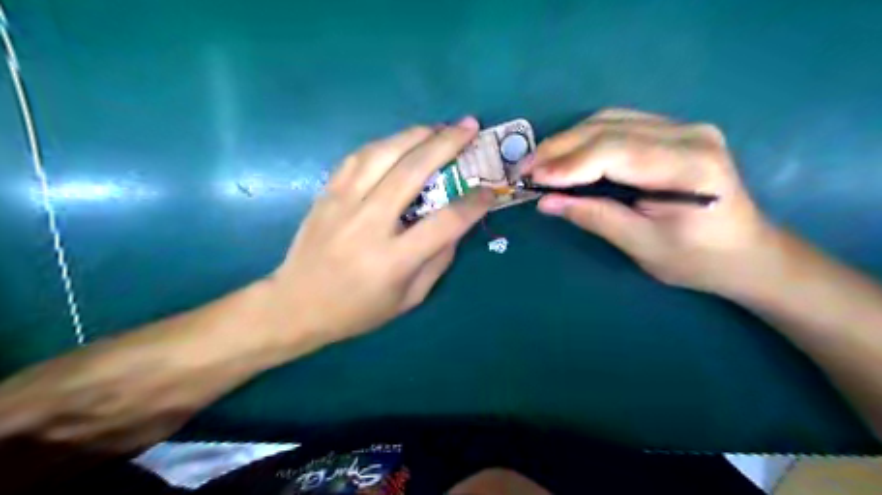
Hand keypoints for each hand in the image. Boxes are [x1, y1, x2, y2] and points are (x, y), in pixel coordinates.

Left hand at [270, 119, 492, 346]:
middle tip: (469, 126)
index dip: (473, 203)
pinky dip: (384, 143)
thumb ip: (437, 262)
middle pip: (412, 172)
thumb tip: (456, 226)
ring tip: (438, 127)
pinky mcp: (326, 194)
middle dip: (446, 144)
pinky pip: (357, 157)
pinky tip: (400, 141)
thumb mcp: (408, 299)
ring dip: (415, 135)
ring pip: (382, 154)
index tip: (490, 190)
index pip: (445, 223)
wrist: (295, 305)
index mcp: (393, 260)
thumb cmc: (357, 310)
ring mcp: (343, 204)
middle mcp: (369, 224)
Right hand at [527, 108, 772, 293]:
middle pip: (608, 128)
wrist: (745, 252)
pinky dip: (586, 140)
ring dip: (568, 141)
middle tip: (524, 168)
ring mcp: (683, 127)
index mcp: (688, 166)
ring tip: (539, 163)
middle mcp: (688, 134)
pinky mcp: (673, 131)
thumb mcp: (641, 245)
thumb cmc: (697, 259)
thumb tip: (546, 202)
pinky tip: (567, 156)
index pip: (615, 151)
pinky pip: (619, 125)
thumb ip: (593, 217)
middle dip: (560, 148)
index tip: (530, 178)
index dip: (567, 163)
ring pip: (610, 120)